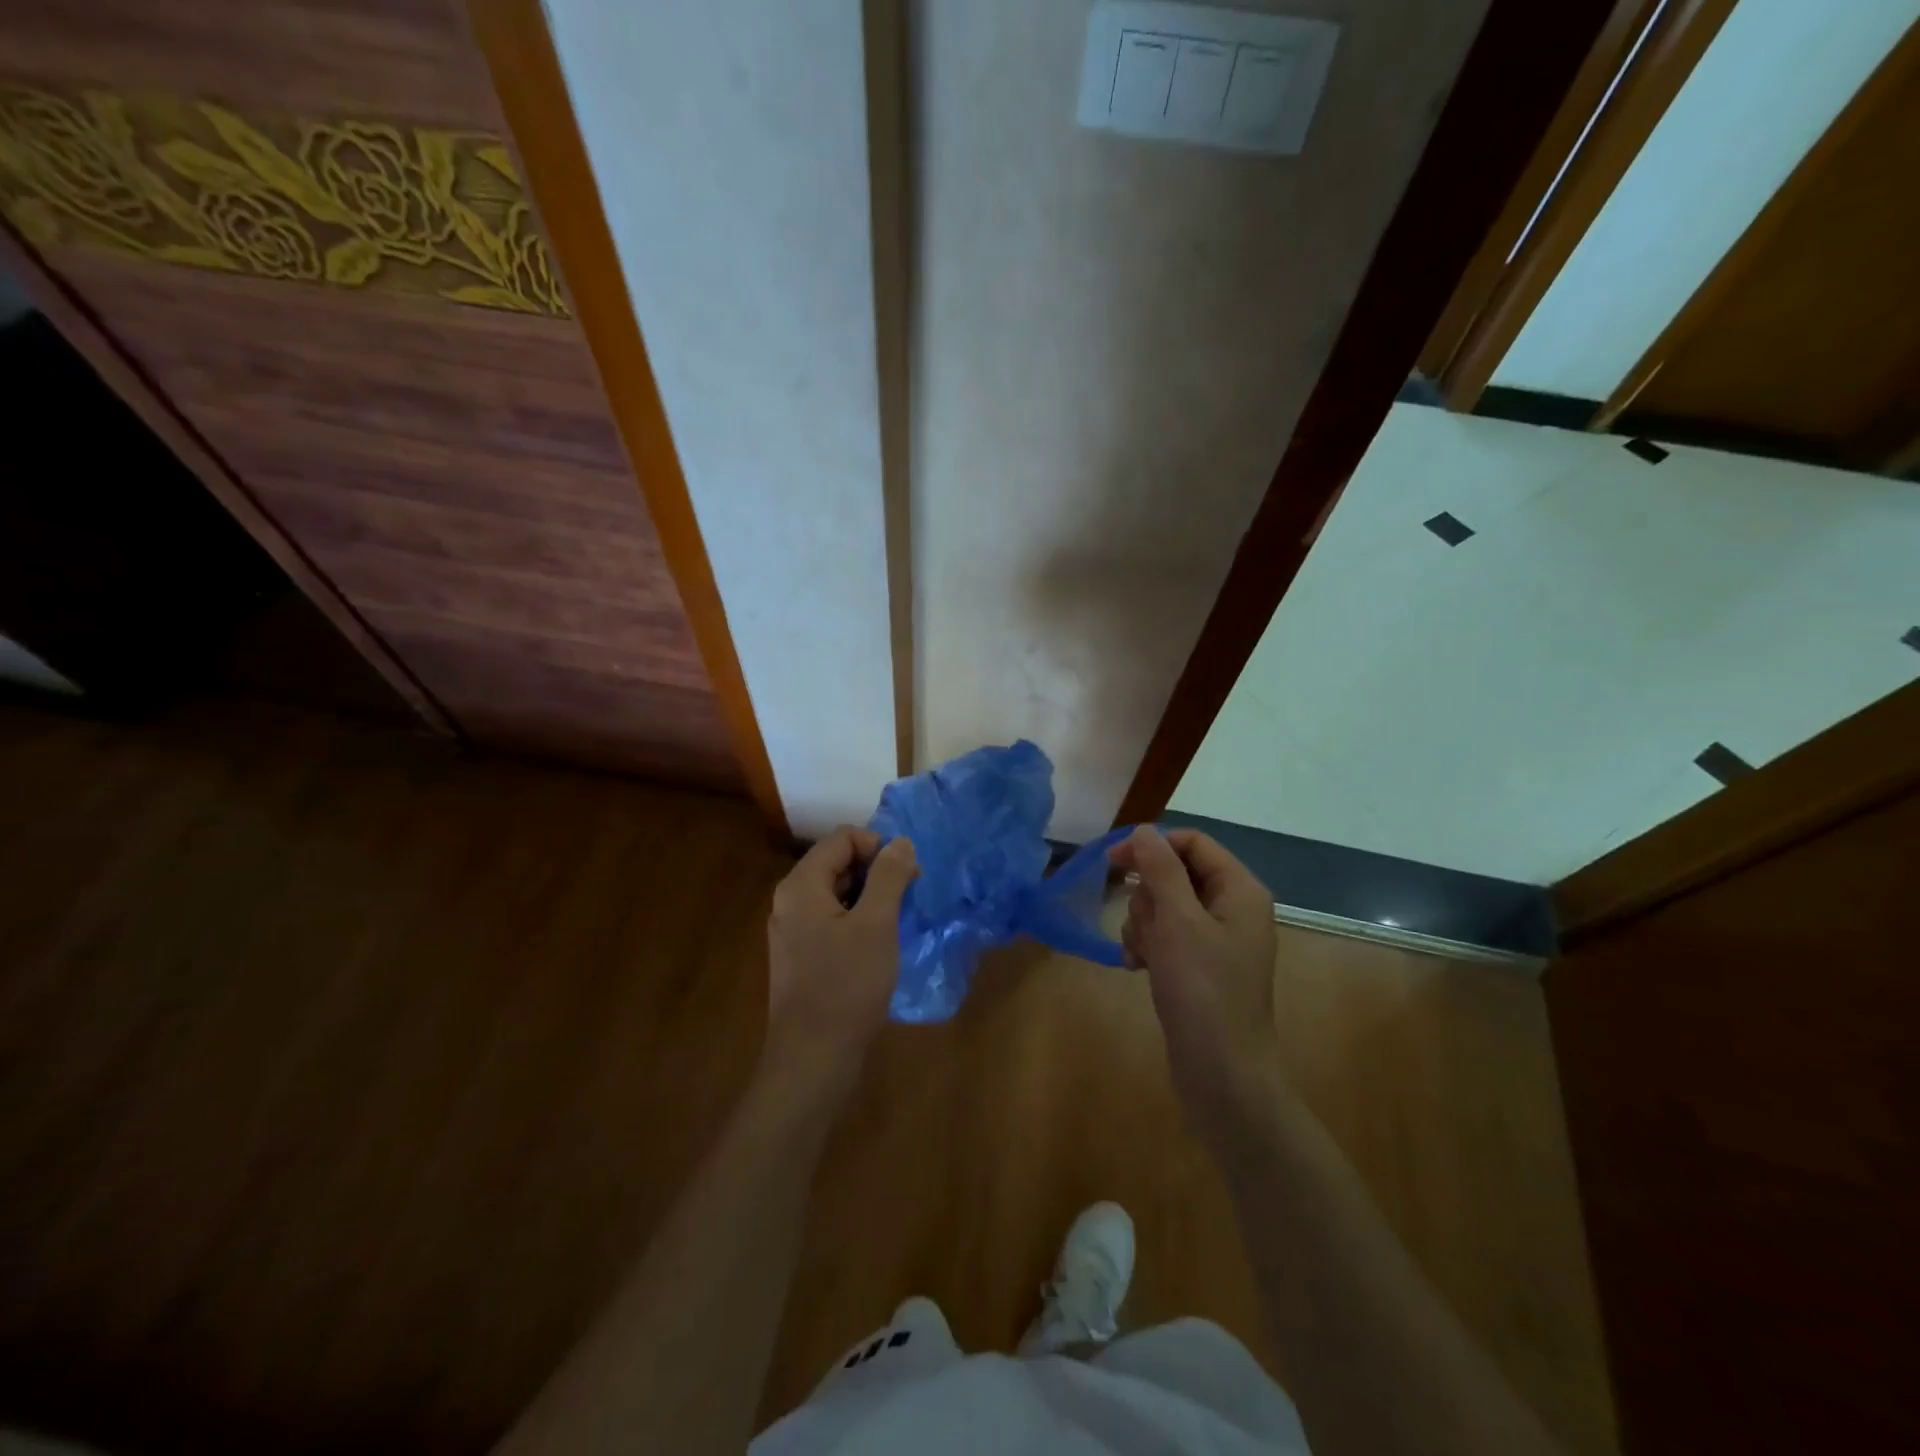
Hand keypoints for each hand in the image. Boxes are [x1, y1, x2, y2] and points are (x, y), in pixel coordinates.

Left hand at [762, 827, 917, 1101]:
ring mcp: (792, 931)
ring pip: (836, 893)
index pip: (842, 838)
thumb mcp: (877, 924)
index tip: (906, 875)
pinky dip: (857, 921)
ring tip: (897, 922)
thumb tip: (900, 842)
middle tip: (908, 898)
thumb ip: (889, 876)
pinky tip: (879, 945)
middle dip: (876, 872)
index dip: (877, 847)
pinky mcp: (800, 956)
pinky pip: (831, 920)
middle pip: (837, 862)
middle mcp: (790, 901)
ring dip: (870, 898)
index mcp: (801, 885)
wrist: (813, 1058)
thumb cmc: (847, 985)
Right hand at [1111, 826, 1283, 1125]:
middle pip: (1174, 874)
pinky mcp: (1199, 966)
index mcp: (1239, 890)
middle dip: (1148, 897)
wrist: (1222, 1074)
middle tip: (1144, 927)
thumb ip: (1160, 870)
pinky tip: (1137, 968)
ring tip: (1143, 956)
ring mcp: (1215, 939)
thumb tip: (1144, 831)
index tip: (1112, 863)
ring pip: (1163, 906)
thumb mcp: (1178, 922)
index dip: (1152, 846)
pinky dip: (1147, 946)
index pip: (1192, 843)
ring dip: (1143, 925)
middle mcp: (1231, 908)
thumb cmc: (1203, 991)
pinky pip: (1164, 937)